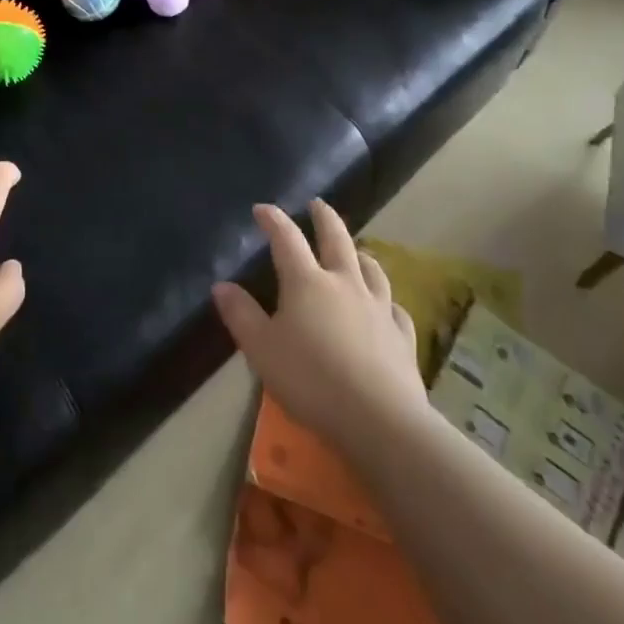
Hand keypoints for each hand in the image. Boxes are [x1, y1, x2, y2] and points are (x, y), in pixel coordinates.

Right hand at [212, 201, 427, 465]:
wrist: (380, 420)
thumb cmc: (311, 380)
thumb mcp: (262, 350)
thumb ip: (241, 315)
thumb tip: (221, 285)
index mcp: (307, 282)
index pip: (286, 238)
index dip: (273, 220)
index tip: (262, 209)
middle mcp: (344, 283)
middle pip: (336, 238)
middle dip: (324, 217)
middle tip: (317, 204)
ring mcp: (378, 308)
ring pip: (371, 269)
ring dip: (359, 254)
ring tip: (355, 250)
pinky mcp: (402, 337)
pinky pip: (395, 308)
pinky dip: (387, 301)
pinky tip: (386, 306)